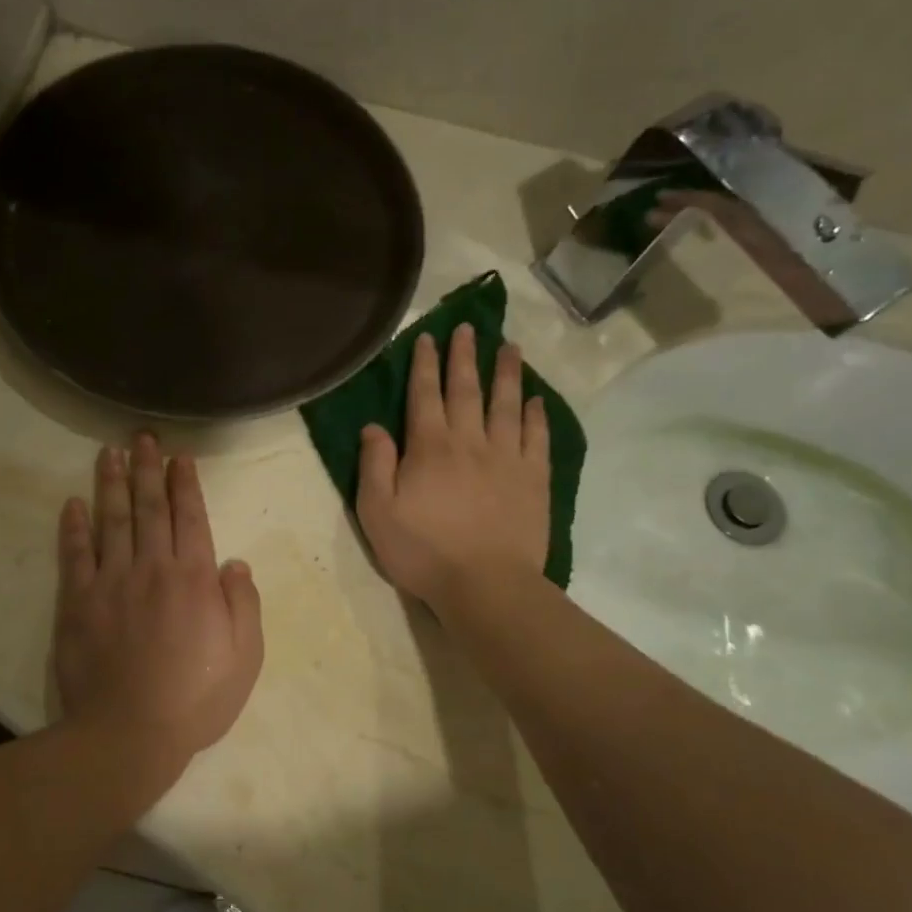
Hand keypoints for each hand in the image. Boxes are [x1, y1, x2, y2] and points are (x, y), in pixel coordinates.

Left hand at [53, 433, 264, 787]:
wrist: (129, 733)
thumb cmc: (195, 699)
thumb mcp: (245, 657)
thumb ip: (243, 604)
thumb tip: (234, 563)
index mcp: (194, 579)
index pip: (191, 518)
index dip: (185, 485)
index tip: (179, 458)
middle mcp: (152, 568)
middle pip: (149, 508)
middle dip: (148, 469)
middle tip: (143, 437)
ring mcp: (111, 582)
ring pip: (111, 520)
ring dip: (112, 483)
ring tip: (110, 453)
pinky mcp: (77, 602)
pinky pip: (75, 554)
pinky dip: (74, 526)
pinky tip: (73, 502)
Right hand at [356, 326, 552, 616]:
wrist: (485, 584)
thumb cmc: (423, 551)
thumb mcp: (377, 512)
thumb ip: (375, 465)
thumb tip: (374, 426)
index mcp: (429, 448)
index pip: (425, 395)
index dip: (424, 364)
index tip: (428, 337)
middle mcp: (470, 441)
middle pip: (467, 390)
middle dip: (464, 356)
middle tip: (468, 327)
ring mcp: (507, 457)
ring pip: (507, 405)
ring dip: (507, 374)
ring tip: (510, 347)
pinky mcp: (534, 478)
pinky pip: (537, 437)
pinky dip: (537, 415)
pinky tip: (536, 400)